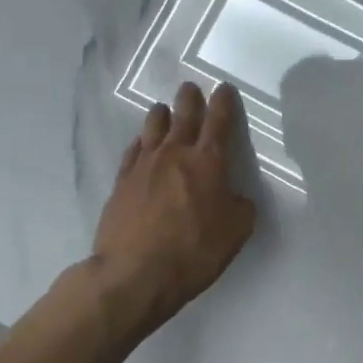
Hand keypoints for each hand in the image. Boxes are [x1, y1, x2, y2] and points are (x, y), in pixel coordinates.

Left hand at [94, 82, 256, 326]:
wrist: (134, 273)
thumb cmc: (194, 251)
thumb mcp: (236, 232)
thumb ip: (241, 207)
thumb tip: (236, 197)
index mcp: (208, 161)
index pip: (219, 122)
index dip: (224, 102)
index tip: (224, 88)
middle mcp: (175, 154)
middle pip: (183, 115)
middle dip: (190, 99)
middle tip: (190, 88)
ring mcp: (144, 165)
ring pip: (153, 127)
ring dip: (161, 115)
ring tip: (163, 110)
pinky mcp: (121, 182)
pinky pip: (132, 151)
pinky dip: (141, 142)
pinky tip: (141, 144)